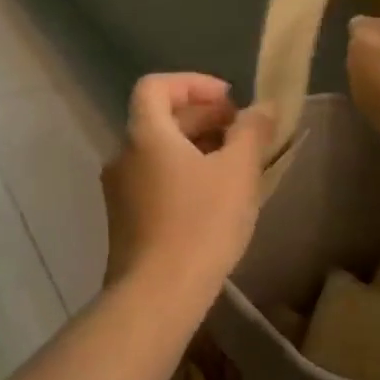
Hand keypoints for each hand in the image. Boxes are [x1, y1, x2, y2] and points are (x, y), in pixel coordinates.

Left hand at [101, 74, 273, 299]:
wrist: (156, 295)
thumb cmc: (200, 224)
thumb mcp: (237, 173)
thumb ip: (250, 132)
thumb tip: (260, 108)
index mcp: (144, 134)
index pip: (156, 85)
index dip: (192, 83)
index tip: (228, 100)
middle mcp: (123, 154)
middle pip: (158, 118)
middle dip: (201, 117)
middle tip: (240, 131)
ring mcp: (118, 188)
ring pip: (157, 151)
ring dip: (194, 147)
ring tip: (233, 165)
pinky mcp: (123, 218)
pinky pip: (152, 178)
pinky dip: (180, 173)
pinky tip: (211, 198)